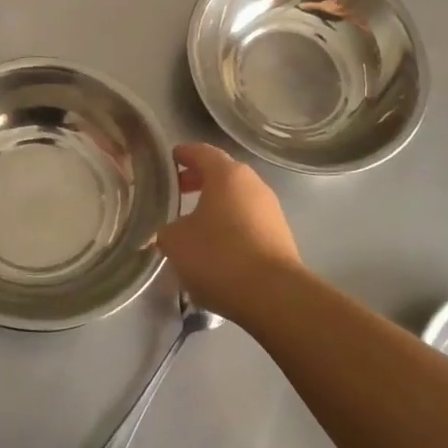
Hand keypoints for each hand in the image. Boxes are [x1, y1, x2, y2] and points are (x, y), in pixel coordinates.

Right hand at [156, 143, 303, 322]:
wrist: (273, 294)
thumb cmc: (219, 256)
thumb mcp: (176, 241)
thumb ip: (167, 229)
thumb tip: (172, 230)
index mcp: (227, 174)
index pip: (202, 152)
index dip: (184, 154)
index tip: (171, 158)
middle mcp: (253, 184)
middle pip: (223, 174)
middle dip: (199, 180)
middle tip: (178, 190)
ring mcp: (271, 210)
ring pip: (237, 198)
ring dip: (216, 205)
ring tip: (194, 223)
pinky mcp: (280, 235)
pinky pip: (249, 221)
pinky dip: (231, 225)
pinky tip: (217, 246)